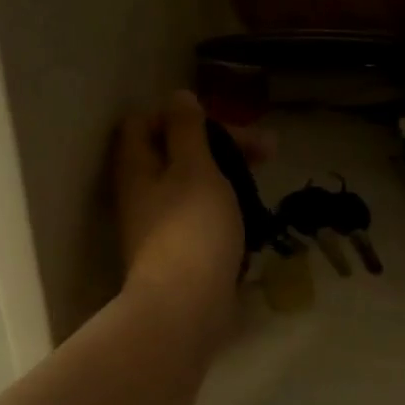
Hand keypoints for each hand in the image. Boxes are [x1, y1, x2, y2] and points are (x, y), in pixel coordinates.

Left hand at [113, 91, 253, 342]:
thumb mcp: (195, 168)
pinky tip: (254, 215)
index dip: (179, 114)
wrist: (186, 307)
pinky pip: (201, 217)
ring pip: (193, 186)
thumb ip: (187, 130)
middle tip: (267, 149)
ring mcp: (159, 226)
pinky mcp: (180, 252)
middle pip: (176, 153)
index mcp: (137, 167)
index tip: (219, 121)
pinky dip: (225, 209)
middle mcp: (141, 193)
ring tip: (265, 181)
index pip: (143, 122)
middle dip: (220, 145)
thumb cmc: (192, 228)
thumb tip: (178, 97)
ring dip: (227, 176)